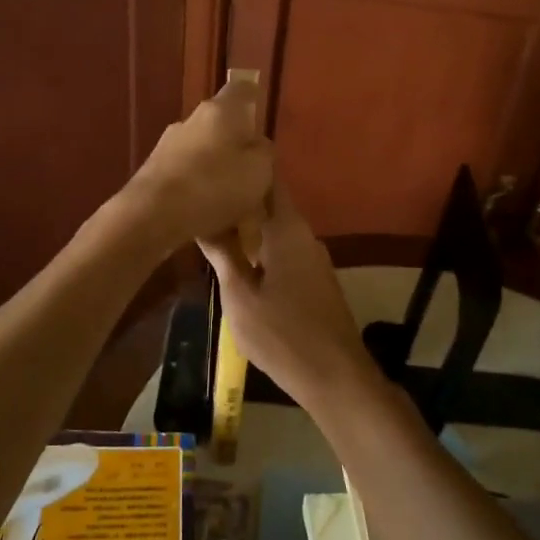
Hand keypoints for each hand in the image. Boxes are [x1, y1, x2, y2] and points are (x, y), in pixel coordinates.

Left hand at [120, 78, 273, 251]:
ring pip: (205, 161)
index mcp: (220, 111)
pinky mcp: (153, 175)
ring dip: (221, 183)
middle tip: (256, 185)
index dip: (254, 98)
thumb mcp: (260, 171)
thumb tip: (256, 148)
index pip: (242, 90)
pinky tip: (212, 230)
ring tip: (236, 220)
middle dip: (239, 156)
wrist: (152, 214)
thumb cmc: (215, 184)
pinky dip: (202, 201)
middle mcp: (191, 122)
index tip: (260, 116)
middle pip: (223, 131)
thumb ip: (264, 154)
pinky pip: (188, 184)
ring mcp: (168, 148)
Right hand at [198, 185, 377, 410]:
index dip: (246, 168)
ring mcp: (314, 258)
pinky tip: (240, 259)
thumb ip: (223, 255)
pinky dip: (262, 246)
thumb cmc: (282, 334)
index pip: (269, 181)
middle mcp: (305, 235)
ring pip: (277, 229)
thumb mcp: (240, 297)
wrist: (335, 377)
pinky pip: (285, 249)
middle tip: (204, 197)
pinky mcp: (316, 279)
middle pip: (271, 204)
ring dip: (249, 226)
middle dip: (240, 199)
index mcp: (287, 230)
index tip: (218, 163)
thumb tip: (203, 220)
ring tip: (213, 225)